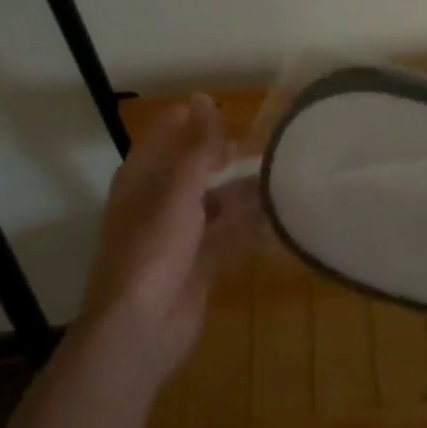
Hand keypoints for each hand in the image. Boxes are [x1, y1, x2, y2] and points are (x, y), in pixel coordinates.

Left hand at [73, 95, 258, 395]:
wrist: (140, 330)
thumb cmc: (152, 251)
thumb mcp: (177, 192)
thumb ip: (196, 147)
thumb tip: (203, 97)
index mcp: (143, 178)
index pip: (170, 134)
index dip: (199, 120)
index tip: (238, 110)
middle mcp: (160, 200)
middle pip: (198, 167)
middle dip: (231, 155)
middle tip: (273, 143)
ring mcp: (180, 233)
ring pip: (218, 201)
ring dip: (247, 191)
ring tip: (286, 176)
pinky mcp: (199, 261)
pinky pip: (229, 233)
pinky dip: (251, 225)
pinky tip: (280, 216)